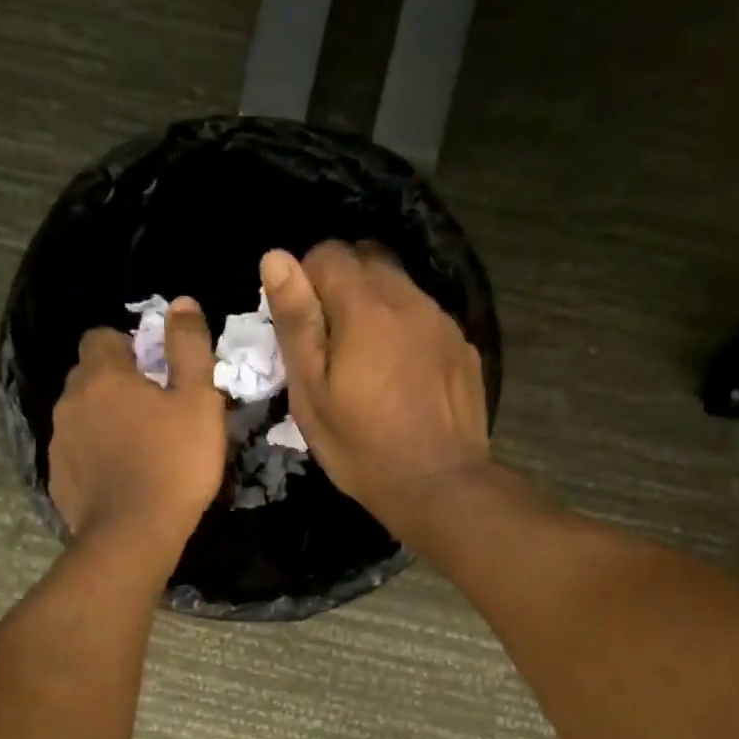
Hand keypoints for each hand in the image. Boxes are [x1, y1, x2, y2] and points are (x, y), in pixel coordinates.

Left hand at [48, 297, 226, 555]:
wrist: (134, 535)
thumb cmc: (174, 462)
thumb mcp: (197, 401)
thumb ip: (189, 348)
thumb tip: (182, 303)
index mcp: (102, 375)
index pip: (101, 337)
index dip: (127, 347)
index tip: (154, 372)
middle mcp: (70, 401)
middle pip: (88, 377)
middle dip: (115, 385)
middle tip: (153, 412)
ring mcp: (59, 442)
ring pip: (81, 417)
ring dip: (104, 422)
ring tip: (138, 448)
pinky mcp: (58, 479)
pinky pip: (77, 454)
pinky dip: (94, 457)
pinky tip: (121, 479)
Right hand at [263, 242, 491, 539]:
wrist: (439, 485)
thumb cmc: (362, 447)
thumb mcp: (312, 394)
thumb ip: (296, 322)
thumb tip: (276, 257)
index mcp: (365, 307)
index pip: (328, 253)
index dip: (304, 280)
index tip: (300, 323)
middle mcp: (409, 299)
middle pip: (368, 259)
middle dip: (341, 284)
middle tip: (329, 340)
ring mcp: (443, 321)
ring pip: (400, 287)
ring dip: (375, 307)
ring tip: (365, 361)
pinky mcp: (463, 346)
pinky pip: (425, 318)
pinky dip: (405, 331)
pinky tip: (401, 377)